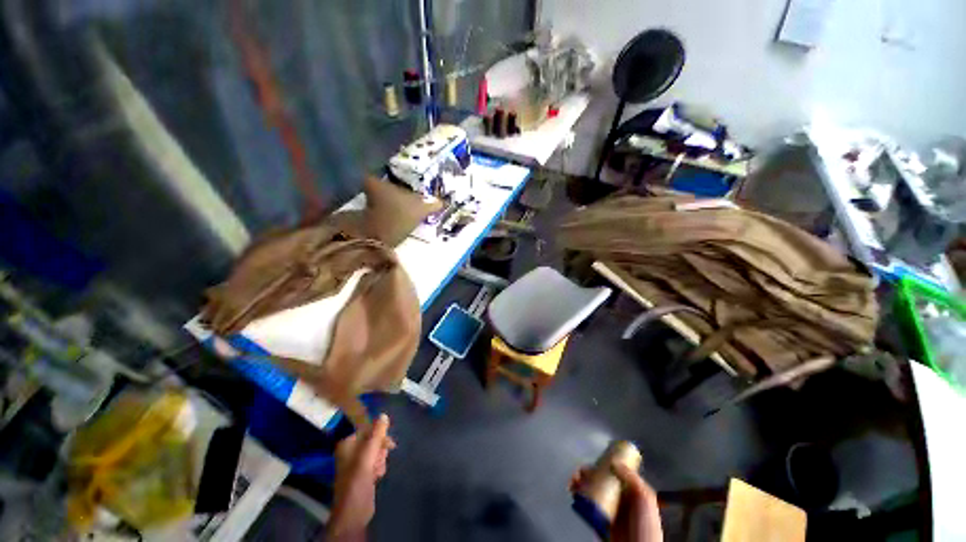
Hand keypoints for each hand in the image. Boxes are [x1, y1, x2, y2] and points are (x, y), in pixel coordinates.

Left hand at [327, 414, 395, 538]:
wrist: (354, 511)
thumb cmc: (358, 481)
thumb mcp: (368, 455)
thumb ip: (376, 434)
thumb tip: (384, 414)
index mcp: (348, 444)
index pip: (368, 429)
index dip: (379, 435)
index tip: (388, 443)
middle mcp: (351, 450)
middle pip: (373, 440)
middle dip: (380, 450)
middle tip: (380, 460)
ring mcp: (357, 462)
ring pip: (376, 451)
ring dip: (380, 459)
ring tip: (377, 471)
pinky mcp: (363, 472)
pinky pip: (376, 461)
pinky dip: (379, 467)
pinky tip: (377, 476)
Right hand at [570, 462, 662, 541]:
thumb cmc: (645, 524)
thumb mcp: (645, 497)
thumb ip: (631, 477)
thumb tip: (612, 461)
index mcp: (628, 491)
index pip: (611, 472)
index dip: (599, 465)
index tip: (590, 464)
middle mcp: (617, 498)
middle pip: (597, 480)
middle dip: (584, 474)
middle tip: (577, 475)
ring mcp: (608, 511)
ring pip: (589, 492)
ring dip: (578, 484)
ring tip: (572, 483)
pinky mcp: (599, 523)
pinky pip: (586, 508)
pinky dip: (577, 499)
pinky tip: (574, 495)